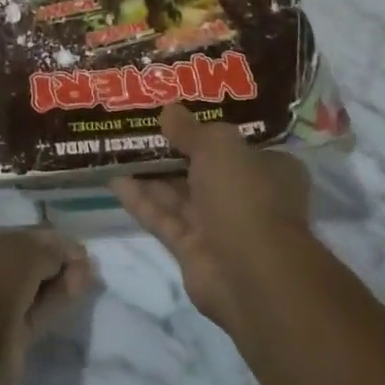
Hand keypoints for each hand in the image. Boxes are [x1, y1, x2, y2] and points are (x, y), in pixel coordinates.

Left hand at [0, 227, 94, 384]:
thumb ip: (51, 248)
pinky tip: (78, 290)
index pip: (13, 236)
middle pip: (23, 262)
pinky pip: (33, 311)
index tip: (72, 244)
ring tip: (88, 275)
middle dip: (54, 261)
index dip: (44, 238)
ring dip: (59, 280)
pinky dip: (55, 300)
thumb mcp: (26, 250)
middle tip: (84, 262)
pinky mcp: (4, 334)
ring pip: (30, 288)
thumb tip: (73, 252)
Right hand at [111, 103, 311, 331]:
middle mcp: (247, 196)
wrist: (251, 274)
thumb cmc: (245, 194)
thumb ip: (190, 129)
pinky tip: (115, 181)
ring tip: (118, 151)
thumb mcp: (218, 146)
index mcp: (269, 168)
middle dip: (173, 152)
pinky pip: (164, 219)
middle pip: (204, 168)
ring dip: (150, 175)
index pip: (238, 144)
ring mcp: (220, 225)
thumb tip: (168, 110)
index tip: (178, 116)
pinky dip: (141, 201)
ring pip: (180, 195)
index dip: (208, 130)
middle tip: (138, 129)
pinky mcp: (193, 250)